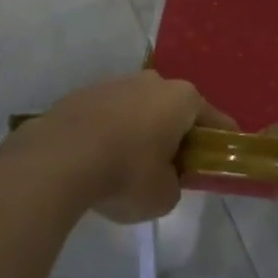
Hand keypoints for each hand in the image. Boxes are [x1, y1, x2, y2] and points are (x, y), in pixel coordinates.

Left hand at [23, 73, 232, 224]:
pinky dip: (109, 134)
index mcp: (182, 98)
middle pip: (174, 109)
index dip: (220, 142)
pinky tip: (97, 161)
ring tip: (127, 167)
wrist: (57, 160)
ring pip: (139, 109)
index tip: (220, 160)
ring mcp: (115, 83)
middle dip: (175, 135)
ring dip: (140, 132)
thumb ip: (174, 184)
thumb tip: (165, 178)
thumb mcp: (164, 196)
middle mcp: (152, 81)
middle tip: (170, 168)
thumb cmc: (125, 174)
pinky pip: (107, 116)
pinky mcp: (83, 94)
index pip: (215, 119)